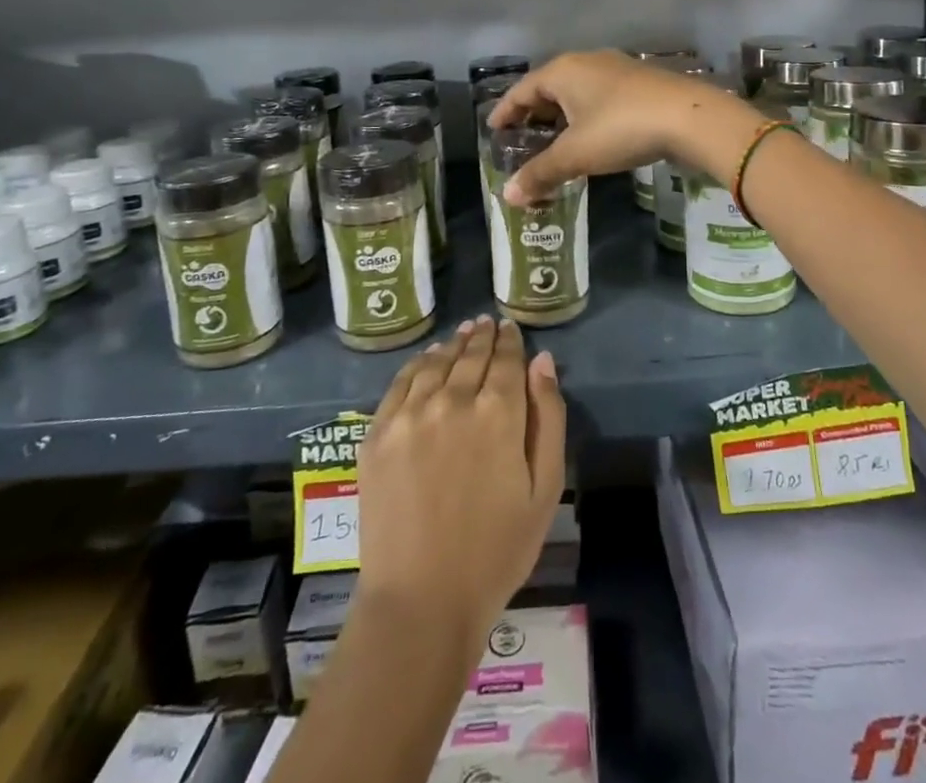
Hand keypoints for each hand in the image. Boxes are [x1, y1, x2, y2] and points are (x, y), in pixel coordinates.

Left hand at [356, 317, 565, 641]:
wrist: (421, 601)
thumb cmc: (496, 551)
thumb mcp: (544, 489)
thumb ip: (548, 418)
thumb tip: (542, 361)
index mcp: (498, 413)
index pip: (506, 360)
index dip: (510, 341)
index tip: (511, 328)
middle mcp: (452, 400)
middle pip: (471, 355)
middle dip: (483, 337)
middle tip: (488, 323)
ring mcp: (409, 415)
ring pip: (436, 362)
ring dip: (453, 344)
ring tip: (462, 333)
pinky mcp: (377, 434)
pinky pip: (400, 383)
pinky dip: (418, 364)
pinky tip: (427, 360)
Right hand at [489, 50, 758, 204]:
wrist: (690, 117)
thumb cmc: (621, 129)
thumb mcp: (576, 155)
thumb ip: (540, 173)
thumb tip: (508, 196)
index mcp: (563, 71)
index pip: (522, 90)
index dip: (505, 111)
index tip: (493, 129)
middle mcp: (587, 62)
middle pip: (549, 87)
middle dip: (534, 114)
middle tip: (521, 140)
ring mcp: (617, 69)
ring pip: (577, 92)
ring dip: (562, 116)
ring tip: (554, 142)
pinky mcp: (641, 82)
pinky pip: (600, 97)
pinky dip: (586, 116)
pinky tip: (592, 136)